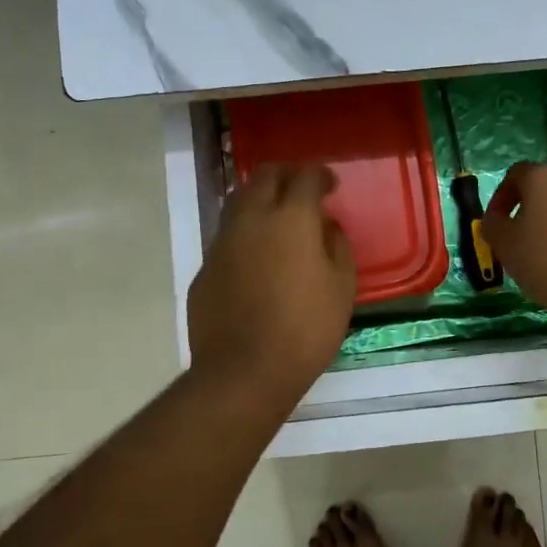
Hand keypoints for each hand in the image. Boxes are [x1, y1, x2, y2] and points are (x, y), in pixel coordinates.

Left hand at [188, 163, 356, 402]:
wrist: (243, 371)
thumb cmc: (305, 329)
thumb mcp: (342, 288)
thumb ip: (337, 247)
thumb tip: (326, 227)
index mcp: (290, 218)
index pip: (304, 176)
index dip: (320, 175)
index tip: (330, 186)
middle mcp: (251, 219)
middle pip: (264, 176)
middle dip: (286, 176)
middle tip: (303, 192)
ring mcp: (222, 242)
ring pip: (239, 202)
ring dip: (260, 201)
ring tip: (277, 221)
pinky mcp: (204, 268)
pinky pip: (227, 238)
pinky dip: (245, 236)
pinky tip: (257, 261)